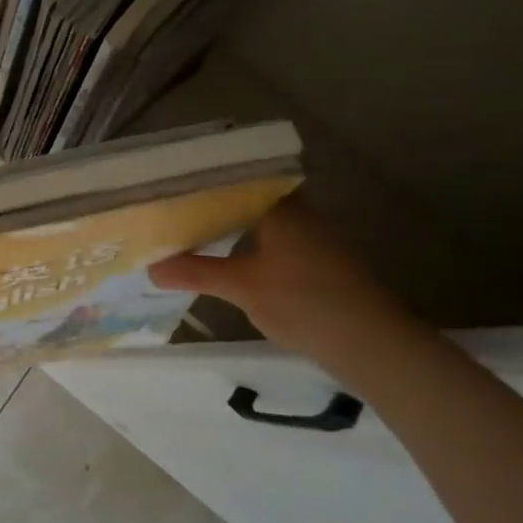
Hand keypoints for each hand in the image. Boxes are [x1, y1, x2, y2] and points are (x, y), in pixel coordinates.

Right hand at [148, 201, 412, 359]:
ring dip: (238, 226)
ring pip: (268, 221)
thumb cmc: (302, 302)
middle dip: (219, 203)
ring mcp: (317, 239)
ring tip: (199, 232)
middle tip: (180, 208)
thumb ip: (196, 272)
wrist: (371, 344)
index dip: (209, 179)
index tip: (178, 182)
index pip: (240, 178)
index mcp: (282, 206)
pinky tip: (236, 260)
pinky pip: (280, 242)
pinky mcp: (325, 264)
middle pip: (253, 199)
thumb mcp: (241, 286)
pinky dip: (255, 245)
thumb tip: (151, 268)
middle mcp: (302, 213)